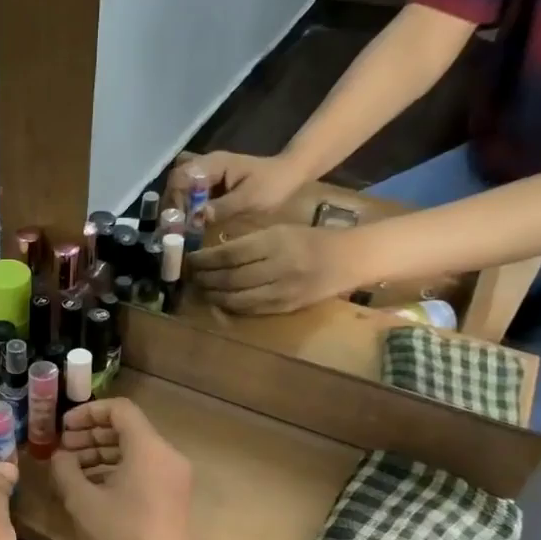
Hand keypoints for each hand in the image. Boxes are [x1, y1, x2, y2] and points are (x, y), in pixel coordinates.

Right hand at [49, 399, 196, 539]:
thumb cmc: (120, 536)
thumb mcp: (82, 500)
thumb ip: (66, 469)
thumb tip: (60, 455)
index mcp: (148, 448)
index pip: (119, 410)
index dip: (88, 413)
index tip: (63, 428)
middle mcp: (166, 455)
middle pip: (127, 429)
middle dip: (91, 435)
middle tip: (62, 448)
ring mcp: (172, 477)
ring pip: (133, 451)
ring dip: (101, 454)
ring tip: (70, 469)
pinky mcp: (171, 497)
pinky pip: (142, 470)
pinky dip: (116, 471)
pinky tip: (89, 488)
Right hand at [169, 151, 305, 226]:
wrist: (291, 174)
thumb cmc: (274, 185)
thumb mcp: (250, 199)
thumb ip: (222, 207)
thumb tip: (196, 218)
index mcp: (213, 164)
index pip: (181, 178)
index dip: (175, 200)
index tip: (178, 222)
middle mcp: (204, 165)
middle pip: (175, 182)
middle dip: (171, 205)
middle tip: (173, 229)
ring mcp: (206, 174)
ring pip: (179, 188)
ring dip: (176, 207)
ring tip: (178, 229)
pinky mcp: (209, 184)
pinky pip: (188, 193)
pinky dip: (185, 208)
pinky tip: (188, 224)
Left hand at [186, 223, 364, 314]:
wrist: (349, 259)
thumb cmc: (309, 239)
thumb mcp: (278, 230)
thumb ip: (248, 242)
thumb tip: (212, 254)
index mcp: (274, 242)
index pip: (229, 254)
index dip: (205, 260)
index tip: (191, 260)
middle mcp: (277, 267)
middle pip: (230, 278)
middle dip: (205, 279)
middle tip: (191, 277)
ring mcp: (282, 291)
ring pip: (237, 298)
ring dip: (214, 295)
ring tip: (201, 289)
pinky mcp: (285, 307)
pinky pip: (251, 309)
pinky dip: (231, 306)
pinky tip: (220, 300)